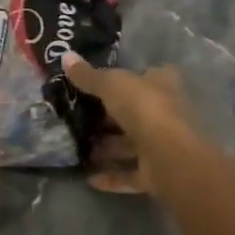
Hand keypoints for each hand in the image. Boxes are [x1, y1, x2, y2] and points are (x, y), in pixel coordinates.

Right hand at [62, 53, 195, 194]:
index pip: (144, 76)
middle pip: (134, 112)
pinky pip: (130, 173)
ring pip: (132, 145)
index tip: (98, 83)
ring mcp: (162, 144)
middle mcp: (165, 112)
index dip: (124, 78)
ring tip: (78, 148)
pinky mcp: (157, 173)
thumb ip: (89, 75)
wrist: (169, 156)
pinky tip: (88, 178)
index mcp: (160, 84)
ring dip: (108, 149)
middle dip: (109, 117)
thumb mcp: (111, 84)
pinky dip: (111, 176)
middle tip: (78, 117)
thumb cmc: (143, 107)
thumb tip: (65, 56)